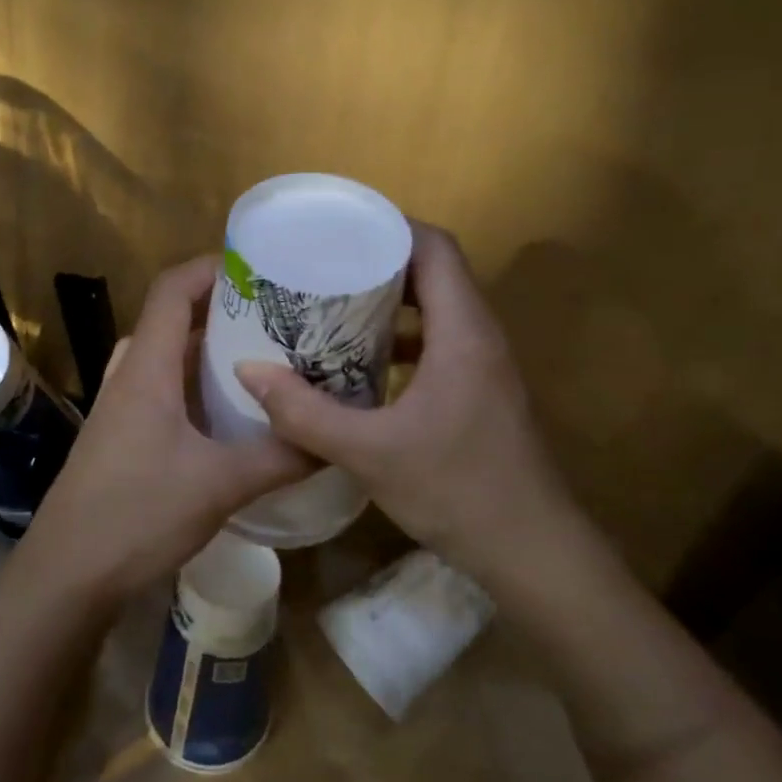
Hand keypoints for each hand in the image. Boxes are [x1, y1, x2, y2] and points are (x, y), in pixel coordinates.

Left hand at [24, 257, 312, 602]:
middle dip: (223, 310)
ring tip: (264, 358)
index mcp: (147, 368)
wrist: (68, 572)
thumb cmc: (137, 514)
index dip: (212, 268)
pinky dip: (197, 388)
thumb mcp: (219, 484)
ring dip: (210, 352)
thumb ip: (280, 457)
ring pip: (168, 358)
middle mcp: (130, 376)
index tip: (262, 267)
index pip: (172, 290)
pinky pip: (163, 392)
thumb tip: (333, 439)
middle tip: (278, 316)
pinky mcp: (123, 437)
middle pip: (173, 319)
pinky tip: (232, 414)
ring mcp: (121, 407)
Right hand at [234, 222, 573, 578]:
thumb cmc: (458, 490)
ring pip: (434, 311)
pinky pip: (435, 346)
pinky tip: (356, 366)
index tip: (336, 231)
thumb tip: (248, 370)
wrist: (533, 553)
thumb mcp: (368, 453)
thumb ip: (305, 412)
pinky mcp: (478, 394)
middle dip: (376, 264)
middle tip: (318, 269)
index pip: (435, 248)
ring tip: (328, 309)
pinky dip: (397, 341)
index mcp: (463, 333)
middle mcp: (479, 337)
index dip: (388, 228)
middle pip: (432, 274)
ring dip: (386, 304)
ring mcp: (483, 367)